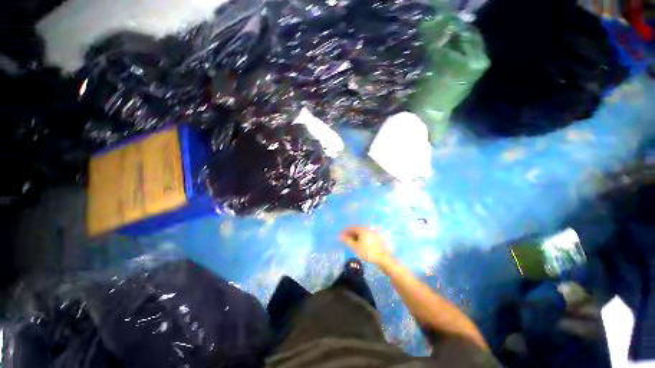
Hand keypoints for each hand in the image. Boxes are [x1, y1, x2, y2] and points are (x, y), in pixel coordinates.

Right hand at [340, 226, 392, 265]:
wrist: (383, 258)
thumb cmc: (368, 252)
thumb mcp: (355, 247)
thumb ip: (347, 240)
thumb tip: (340, 236)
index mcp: (362, 229)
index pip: (351, 227)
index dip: (345, 231)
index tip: (340, 236)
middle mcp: (368, 229)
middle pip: (357, 229)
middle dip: (350, 233)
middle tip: (345, 239)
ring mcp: (373, 233)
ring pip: (362, 232)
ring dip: (355, 236)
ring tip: (352, 242)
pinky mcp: (376, 238)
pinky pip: (366, 235)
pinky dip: (361, 238)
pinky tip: (360, 244)